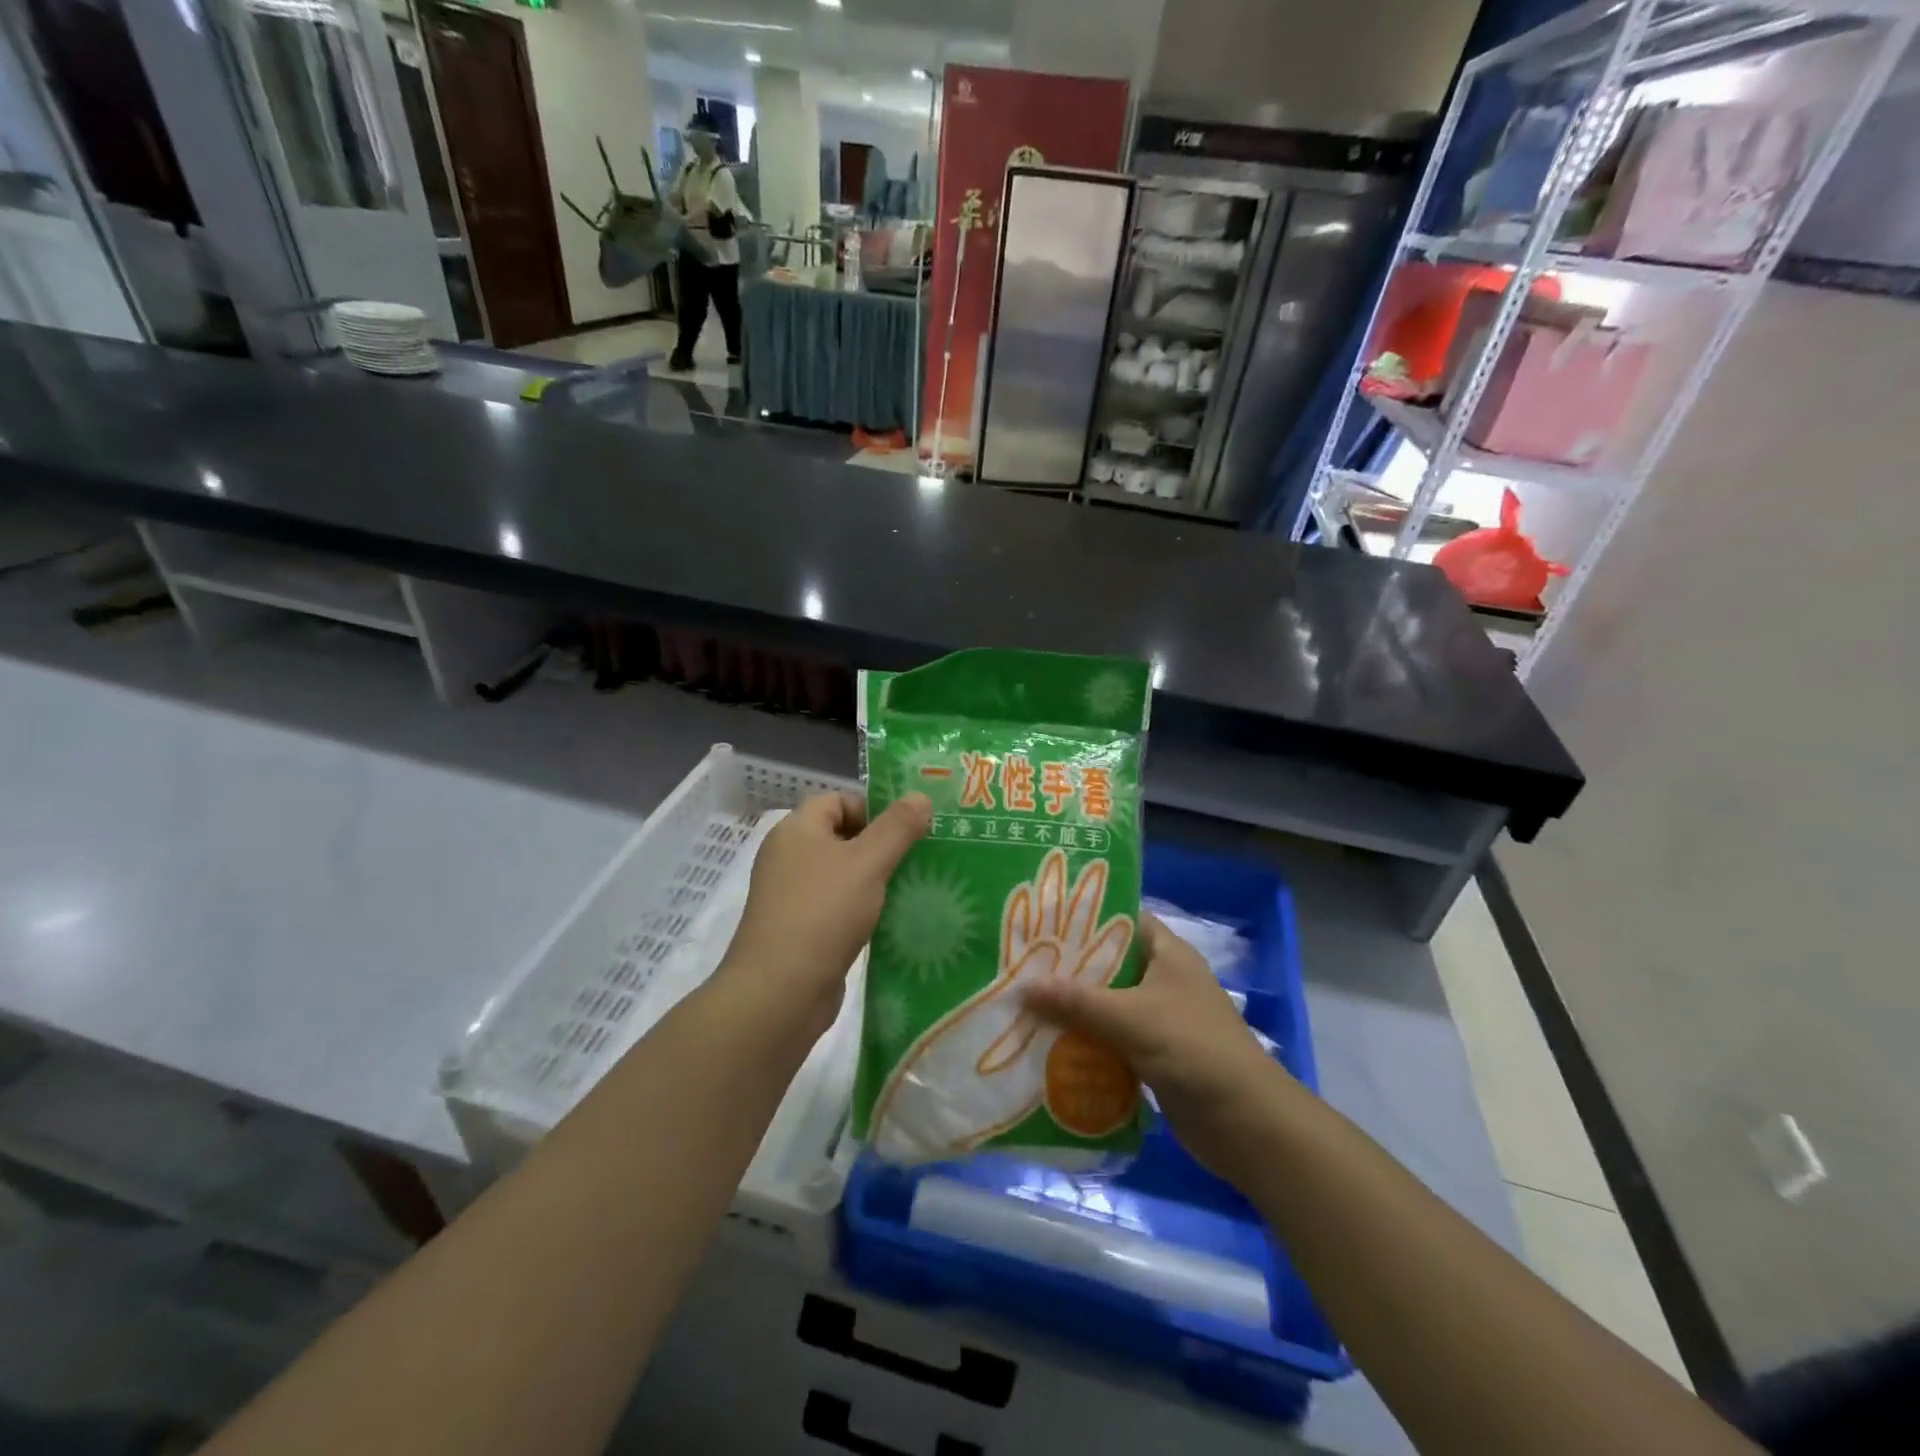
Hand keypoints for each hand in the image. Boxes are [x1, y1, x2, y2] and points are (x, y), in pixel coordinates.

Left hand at [717, 792, 930, 1039]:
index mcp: (796, 831)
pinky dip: (864, 909)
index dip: (873, 808)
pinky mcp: (801, 930)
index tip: (908, 828)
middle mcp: (789, 858)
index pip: (837, 801)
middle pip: (842, 837)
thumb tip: (920, 796)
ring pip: (843, 874)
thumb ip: (897, 828)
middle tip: (920, 855)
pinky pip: (838, 906)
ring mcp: (792, 896)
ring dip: (875, 879)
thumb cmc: (823, 913)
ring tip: (915, 886)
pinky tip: (892, 920)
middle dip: (881, 844)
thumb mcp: (868, 863)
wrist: (779, 993)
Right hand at [1023, 912, 1290, 1178]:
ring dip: (1075, 1009)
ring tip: (1025, 1004)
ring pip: (1109, 1005)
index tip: (1042, 920)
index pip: (1122, 919)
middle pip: (1110, 964)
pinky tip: (1050, 1046)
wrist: (1246, 1123)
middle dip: (1069, 968)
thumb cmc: (1192, 1049)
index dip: (1085, 917)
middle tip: (1021, 965)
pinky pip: (1114, 1040)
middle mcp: (1165, 979)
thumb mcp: (1130, 1018)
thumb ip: (1075, 1001)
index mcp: (1168, 954)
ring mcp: (1162, 1019)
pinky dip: (1087, 1042)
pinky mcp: (1156, 1055)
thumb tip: (1021, 987)